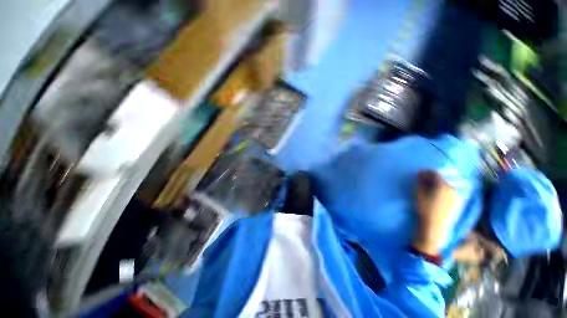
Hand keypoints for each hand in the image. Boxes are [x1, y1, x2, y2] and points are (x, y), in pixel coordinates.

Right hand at [412, 170, 459, 254]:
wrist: (435, 227)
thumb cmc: (425, 209)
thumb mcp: (419, 194)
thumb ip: (421, 182)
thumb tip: (421, 173)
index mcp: (443, 186)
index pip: (435, 173)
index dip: (426, 172)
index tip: (419, 173)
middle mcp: (453, 189)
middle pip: (441, 179)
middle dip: (432, 179)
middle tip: (423, 182)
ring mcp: (457, 196)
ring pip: (446, 186)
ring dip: (437, 185)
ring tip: (429, 189)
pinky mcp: (458, 203)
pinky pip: (449, 192)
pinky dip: (442, 191)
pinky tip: (436, 196)